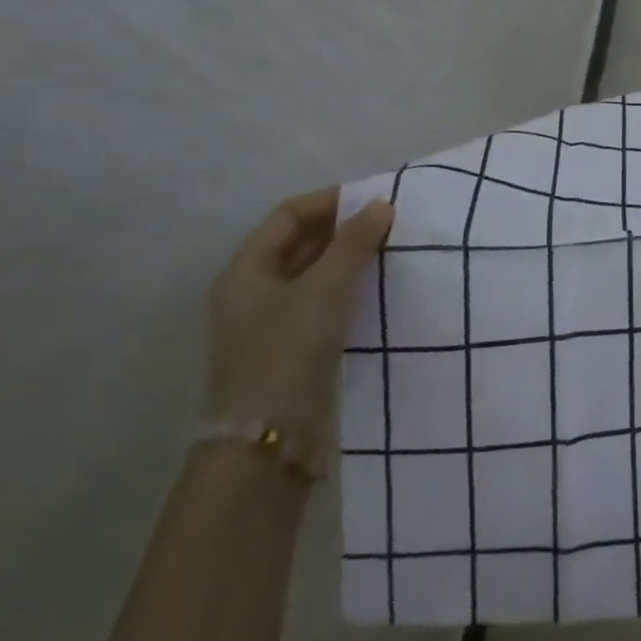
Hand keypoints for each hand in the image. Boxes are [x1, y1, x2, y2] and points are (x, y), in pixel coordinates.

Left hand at [205, 190, 394, 472]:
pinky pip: (326, 301)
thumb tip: (382, 203)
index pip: (289, 215)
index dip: (331, 201)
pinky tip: (382, 287)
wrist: (269, 442)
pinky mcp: (295, 347)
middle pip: (302, 243)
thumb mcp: (325, 288)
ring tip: (394, 249)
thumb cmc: (288, 351)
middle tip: (392, 221)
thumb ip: (355, 242)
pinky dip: (352, 287)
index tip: (376, 198)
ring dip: (351, 258)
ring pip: (317, 273)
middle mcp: (254, 291)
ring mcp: (274, 322)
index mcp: (246, 271)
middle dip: (345, 228)